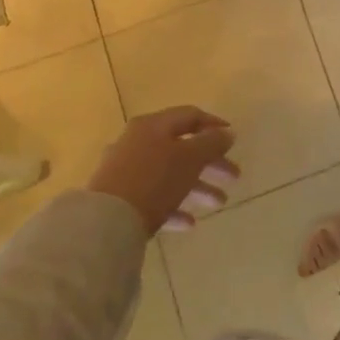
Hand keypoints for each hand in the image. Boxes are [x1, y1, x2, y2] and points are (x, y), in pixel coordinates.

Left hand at [87, 107, 238, 235]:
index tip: (233, 139)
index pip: (190, 116)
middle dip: (211, 163)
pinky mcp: (119, 198)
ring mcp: (126, 171)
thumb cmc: (154, 180)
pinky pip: (153, 198)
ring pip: (169, 174)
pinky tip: (189, 223)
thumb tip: (227, 132)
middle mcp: (137, 142)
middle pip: (181, 147)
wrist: (105, 221)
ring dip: (197, 187)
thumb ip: (211, 143)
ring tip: (218, 203)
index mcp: (153, 126)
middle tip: (233, 177)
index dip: (214, 125)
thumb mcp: (190, 158)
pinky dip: (173, 207)